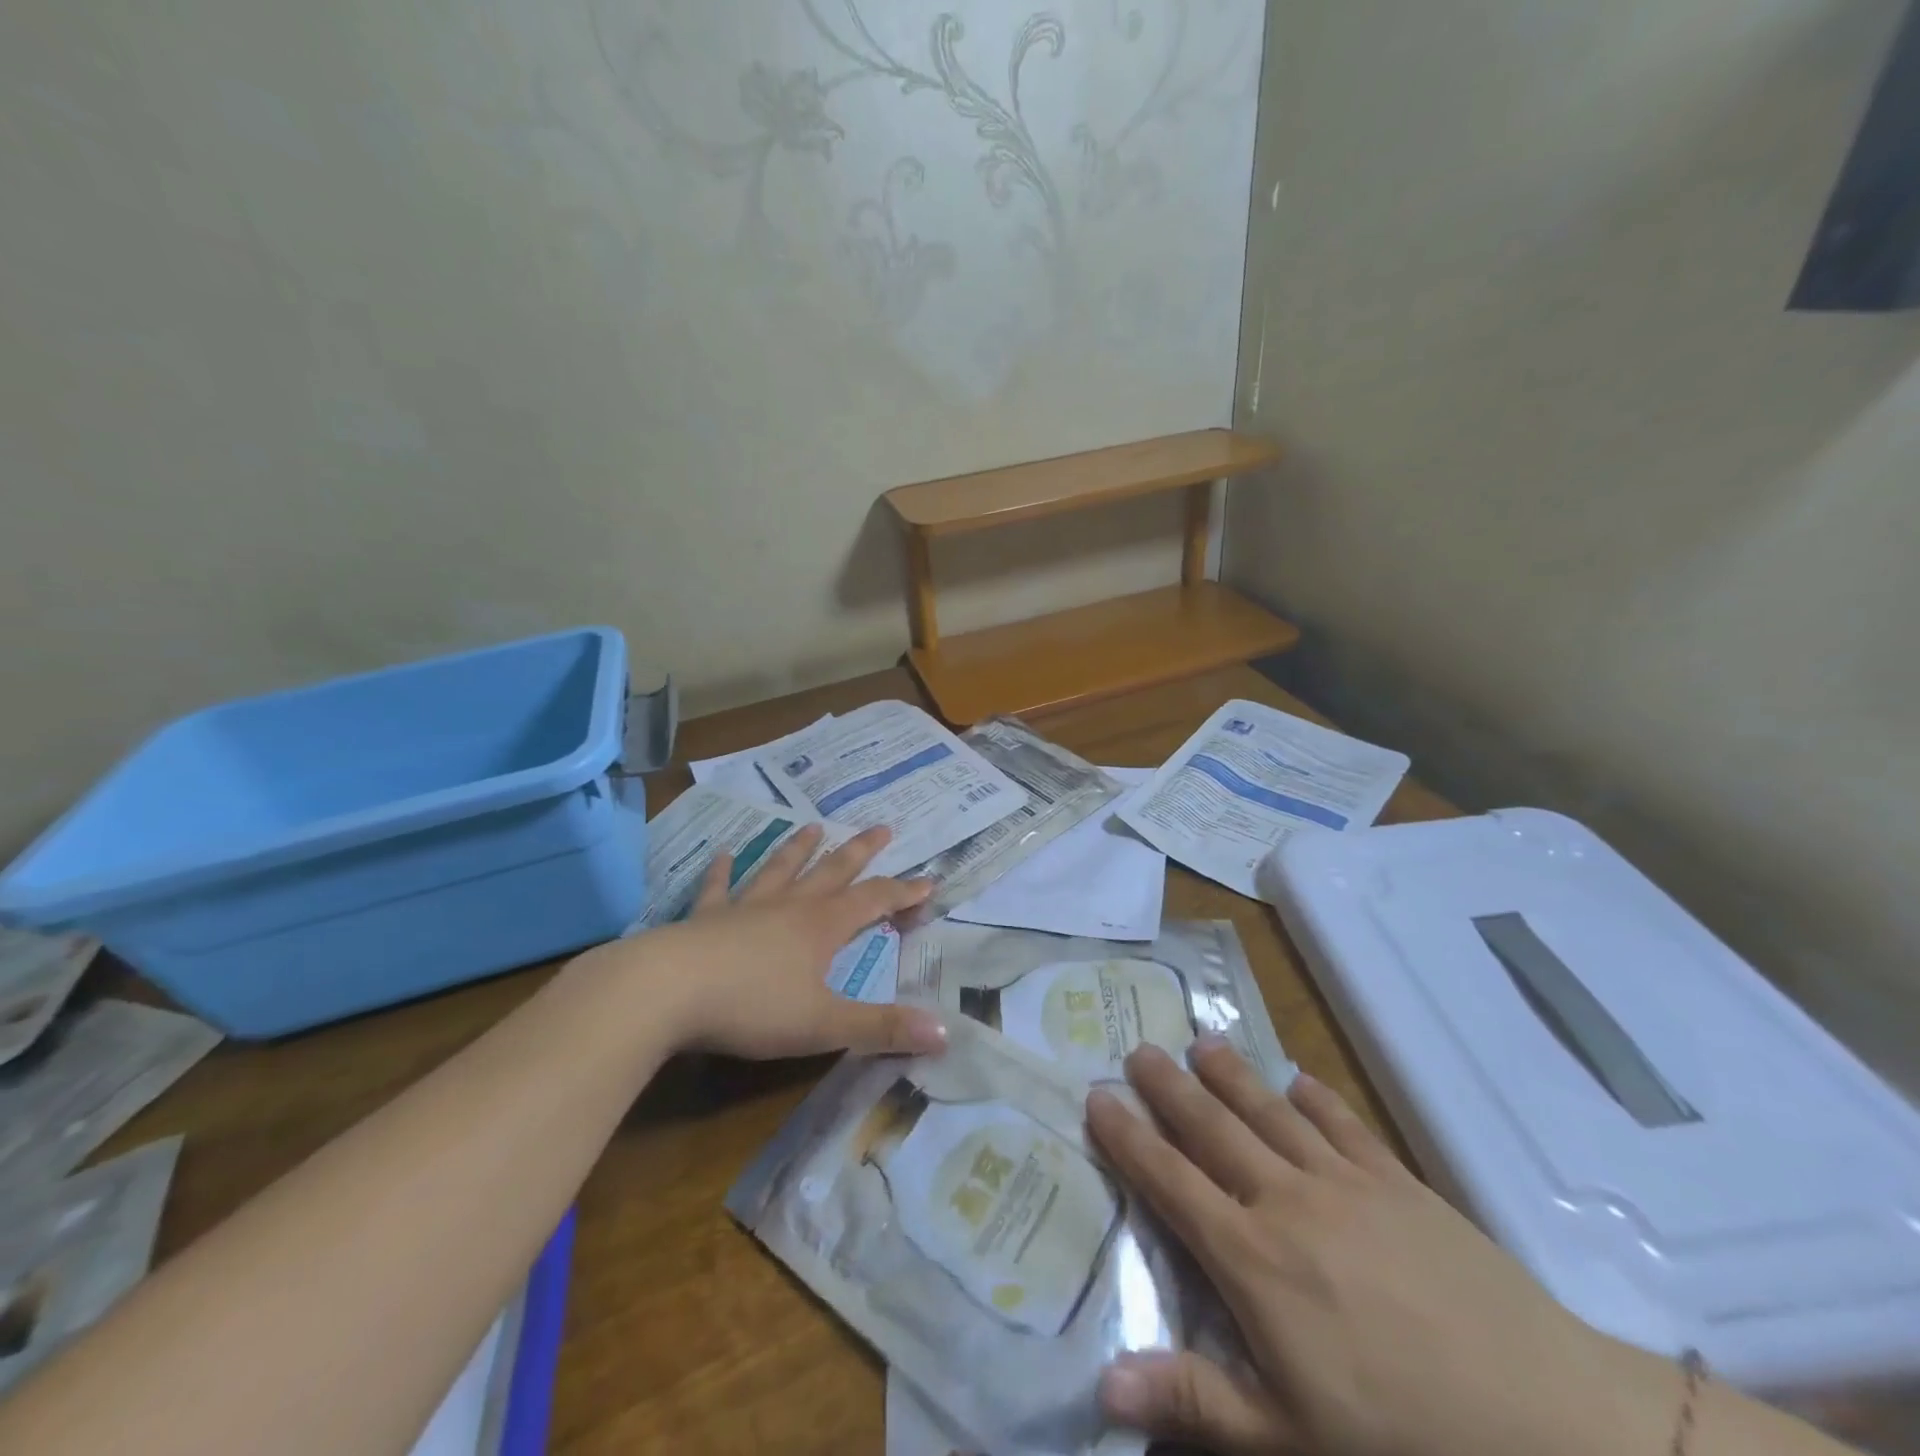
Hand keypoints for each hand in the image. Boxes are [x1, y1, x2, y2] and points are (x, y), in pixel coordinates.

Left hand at [570, 822, 946, 1061]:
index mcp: (821, 927)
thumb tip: (944, 1033)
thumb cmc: (752, 1008)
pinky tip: (725, 853)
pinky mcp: (704, 919)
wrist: (667, 992)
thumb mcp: (824, 1025)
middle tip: (882, 828)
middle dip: (861, 852)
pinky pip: (718, 888)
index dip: (903, 893)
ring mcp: (744, 908)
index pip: (874, 902)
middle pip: (833, 872)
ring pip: (780, 871)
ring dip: (799, 849)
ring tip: (813, 827)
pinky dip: (723, 870)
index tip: (928, 881)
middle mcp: (788, 907)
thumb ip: (882, 1028)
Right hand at [1085, 1040, 1675, 1455]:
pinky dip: (1314, 1095)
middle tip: (1138, 1048)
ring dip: (1231, 1074)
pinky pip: (1343, 1122)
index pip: (1169, 1181)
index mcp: (1251, 1259)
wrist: (1549, 1419)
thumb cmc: (1406, 1440)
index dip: (1127, 1138)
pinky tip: (1298, 1078)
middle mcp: (1286, 1200)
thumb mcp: (1288, 1441)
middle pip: (1212, 1128)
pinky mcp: (1398, 1179)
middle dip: (1169, 1087)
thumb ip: (1194, 1399)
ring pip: (1269, 1111)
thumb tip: (1103, 1383)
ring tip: (1201, 1041)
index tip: (1097, 1097)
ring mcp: (1344, 1181)